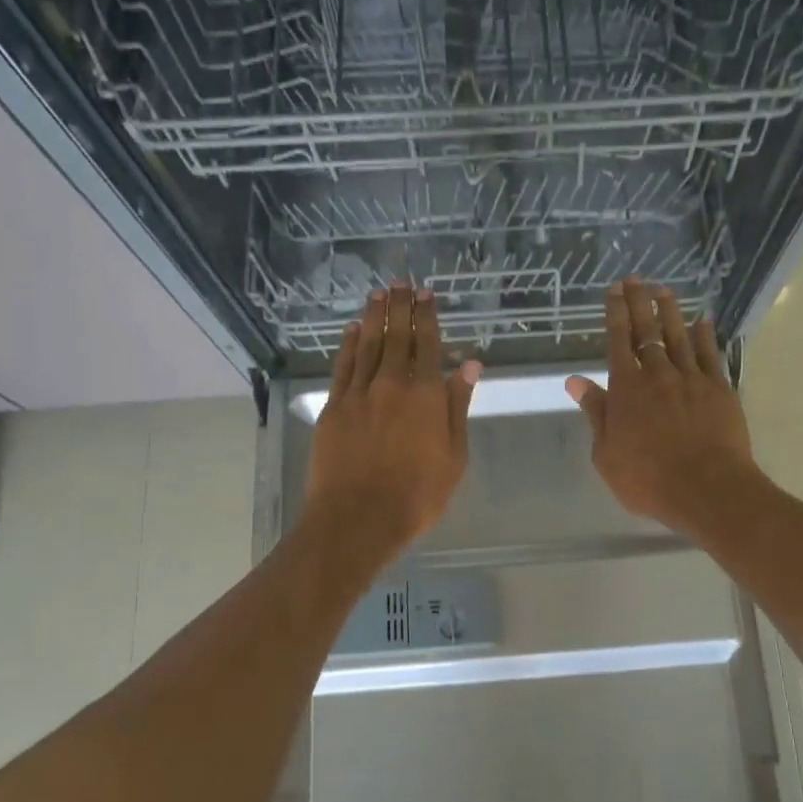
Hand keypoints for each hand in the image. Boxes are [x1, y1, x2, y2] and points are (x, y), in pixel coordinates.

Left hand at [307, 287, 481, 562]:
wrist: (358, 518)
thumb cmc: (417, 495)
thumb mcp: (454, 457)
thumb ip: (458, 407)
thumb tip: (468, 364)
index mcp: (426, 397)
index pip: (428, 345)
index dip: (427, 317)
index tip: (427, 295)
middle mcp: (392, 385)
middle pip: (397, 337)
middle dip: (401, 308)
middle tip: (402, 283)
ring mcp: (359, 394)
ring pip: (368, 345)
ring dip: (374, 317)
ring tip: (380, 294)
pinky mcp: (334, 407)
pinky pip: (342, 366)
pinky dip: (348, 344)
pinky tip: (353, 330)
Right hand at [566, 280, 759, 538]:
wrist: (706, 489)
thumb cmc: (648, 479)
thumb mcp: (606, 454)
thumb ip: (595, 413)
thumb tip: (575, 382)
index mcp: (626, 390)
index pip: (618, 342)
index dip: (615, 314)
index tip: (613, 291)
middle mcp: (658, 375)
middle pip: (647, 331)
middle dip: (639, 303)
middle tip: (635, 279)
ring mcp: (691, 379)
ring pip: (678, 336)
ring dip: (670, 311)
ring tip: (664, 290)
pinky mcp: (719, 389)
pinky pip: (709, 354)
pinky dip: (704, 335)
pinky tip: (702, 321)